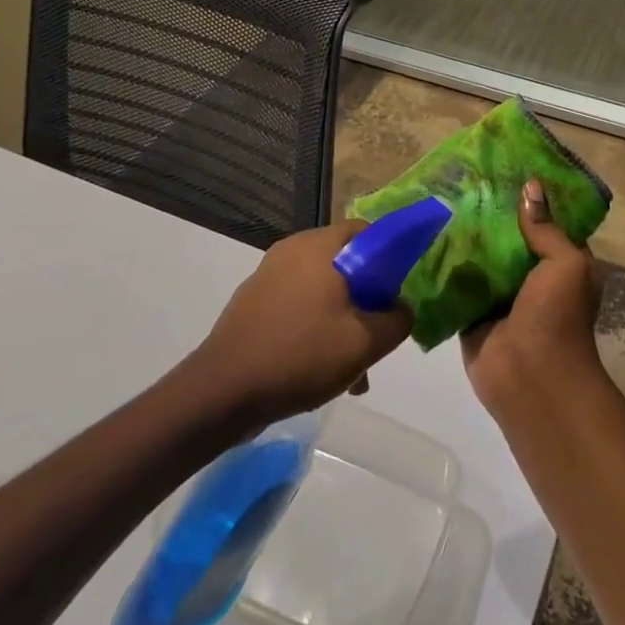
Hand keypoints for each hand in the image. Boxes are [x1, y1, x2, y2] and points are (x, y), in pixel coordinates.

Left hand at [191, 221, 414, 424]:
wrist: (221, 392)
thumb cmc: (299, 355)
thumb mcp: (363, 343)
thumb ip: (397, 320)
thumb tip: (402, 308)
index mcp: (318, 246)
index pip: (366, 231)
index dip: (390, 258)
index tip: (398, 293)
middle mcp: (292, 251)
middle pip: (346, 264)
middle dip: (367, 300)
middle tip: (376, 336)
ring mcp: (268, 276)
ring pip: (323, 290)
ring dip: (343, 321)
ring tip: (352, 371)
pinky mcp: (253, 303)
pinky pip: (298, 306)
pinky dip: (315, 328)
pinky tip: (320, 371)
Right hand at [461, 179, 605, 416]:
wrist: (531, 378)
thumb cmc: (558, 316)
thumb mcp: (566, 264)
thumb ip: (546, 228)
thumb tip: (530, 186)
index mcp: (561, 264)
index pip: (546, 222)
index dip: (531, 197)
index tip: (506, 167)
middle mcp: (532, 277)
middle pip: (510, 237)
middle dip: (491, 213)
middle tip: (464, 177)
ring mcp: (501, 296)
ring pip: (482, 257)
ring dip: (466, 236)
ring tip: (441, 197)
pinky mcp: (472, 312)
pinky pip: (458, 282)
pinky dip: (446, 264)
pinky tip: (426, 235)